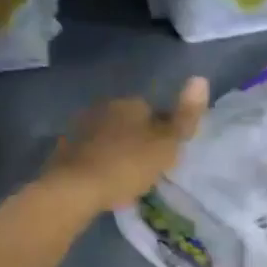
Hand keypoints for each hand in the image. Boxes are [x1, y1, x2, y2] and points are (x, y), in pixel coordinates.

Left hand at [44, 76, 208, 215]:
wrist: (75, 188)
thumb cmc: (127, 165)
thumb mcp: (166, 144)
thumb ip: (185, 116)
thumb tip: (201, 78)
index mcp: (131, 103)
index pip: (154, 112)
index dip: (162, 134)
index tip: (165, 157)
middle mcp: (104, 108)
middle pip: (129, 124)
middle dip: (136, 141)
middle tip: (145, 170)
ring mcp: (81, 128)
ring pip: (107, 138)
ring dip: (116, 152)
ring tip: (124, 180)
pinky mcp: (65, 149)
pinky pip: (90, 154)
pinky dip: (97, 164)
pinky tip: (102, 183)